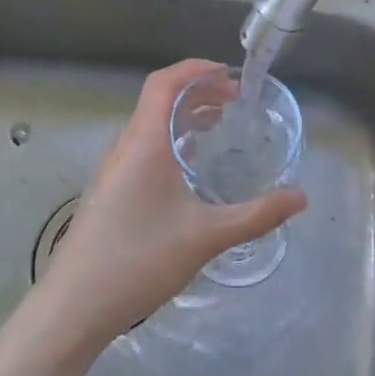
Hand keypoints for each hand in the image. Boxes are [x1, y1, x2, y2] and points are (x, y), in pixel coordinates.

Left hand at [31, 59, 306, 350]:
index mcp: (144, 142)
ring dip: (183, 118)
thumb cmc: (139, 259)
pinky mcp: (109, 193)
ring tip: (218, 127)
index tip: (230, 75)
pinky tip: (190, 171)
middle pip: (159, 101)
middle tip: (236, 103)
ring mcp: (113, 171)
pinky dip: (170, 142)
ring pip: (150, 126)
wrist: (74, 306)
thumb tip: (300, 197)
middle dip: (198, 93)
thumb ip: (256, 215)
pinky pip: (143, 150)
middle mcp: (125, 147)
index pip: (165, 82)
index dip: (196, 69)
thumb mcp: (206, 236)